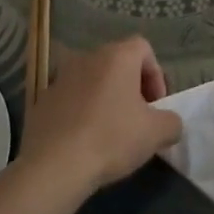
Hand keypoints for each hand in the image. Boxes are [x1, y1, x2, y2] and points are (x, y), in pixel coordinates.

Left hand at [18, 35, 181, 192]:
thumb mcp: (156, 134)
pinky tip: (83, 140)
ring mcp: (60, 77)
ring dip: (105, 98)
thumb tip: (169, 122)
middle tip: (137, 118)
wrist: (54, 165)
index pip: (144, 48)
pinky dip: (81, 112)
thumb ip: (171, 122)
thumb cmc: (111, 138)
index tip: (156, 105)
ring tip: (110, 130)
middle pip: (117, 63)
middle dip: (131, 87)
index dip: (156, 75)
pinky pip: (70, 99)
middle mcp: (87, 57)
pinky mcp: (42, 100)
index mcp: (116, 56)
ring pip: (92, 80)